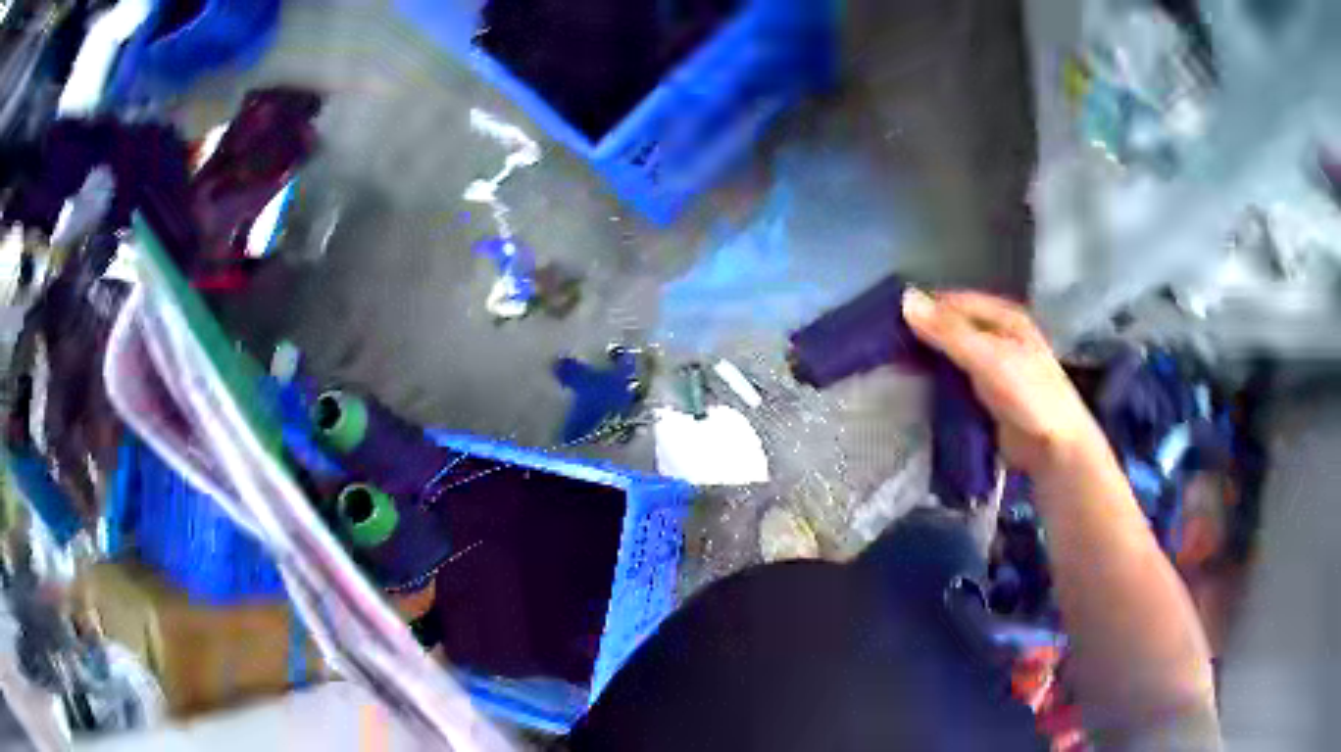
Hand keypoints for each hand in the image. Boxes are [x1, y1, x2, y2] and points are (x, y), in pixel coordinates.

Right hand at [902, 288, 1107, 477]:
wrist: (1054, 448)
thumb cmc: (1028, 394)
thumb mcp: (988, 357)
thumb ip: (948, 332)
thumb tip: (905, 299)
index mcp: (1004, 317)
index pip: (955, 302)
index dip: (925, 309)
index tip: (888, 322)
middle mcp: (999, 337)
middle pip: (953, 329)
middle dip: (924, 337)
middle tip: (885, 349)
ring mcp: (994, 368)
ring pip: (953, 356)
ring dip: (929, 362)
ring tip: (892, 370)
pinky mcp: (988, 397)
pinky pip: (958, 383)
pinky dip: (938, 384)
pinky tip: (916, 392)